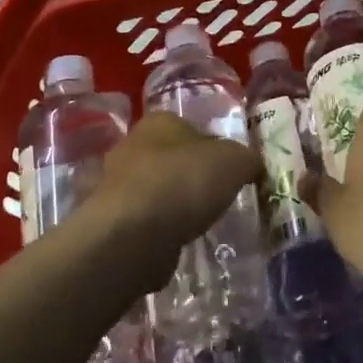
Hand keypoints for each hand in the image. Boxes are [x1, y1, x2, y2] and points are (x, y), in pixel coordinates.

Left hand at [85, 114, 262, 295]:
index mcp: (160, 121)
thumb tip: (252, 166)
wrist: (134, 234)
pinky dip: (160, 229)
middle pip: (171, 158)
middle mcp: (132, 145)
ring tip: (199, 223)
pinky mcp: (111, 220)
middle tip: (217, 197)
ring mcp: (116, 184)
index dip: (214, 147)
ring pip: (156, 190)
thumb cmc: (185, 181)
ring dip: (174, 204)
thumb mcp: (235, 161)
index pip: (191, 128)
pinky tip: (177, 242)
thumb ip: (248, 159)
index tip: (230, 171)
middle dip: (192, 176)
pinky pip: (144, 220)